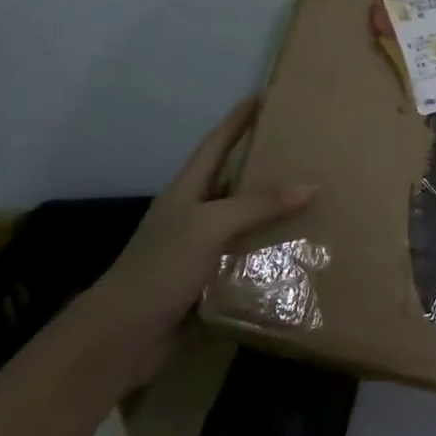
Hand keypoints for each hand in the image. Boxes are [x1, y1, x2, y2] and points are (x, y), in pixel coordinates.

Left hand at [76, 98, 314, 385]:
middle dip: (263, 165)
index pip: (215, 145)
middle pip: (232, 181)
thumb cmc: (159, 268)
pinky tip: (299, 252)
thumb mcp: (208, 227)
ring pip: (243, 222)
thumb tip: (311, 185)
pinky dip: (270, 253)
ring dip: (273, 213)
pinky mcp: (208, 282)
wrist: (122, 337)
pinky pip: (247, 259)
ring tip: (313, 199)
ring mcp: (200, 250)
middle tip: (302, 150)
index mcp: (186, 192)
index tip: (259, 98)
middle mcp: (193, 216)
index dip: (236, 121)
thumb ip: (256, 205)